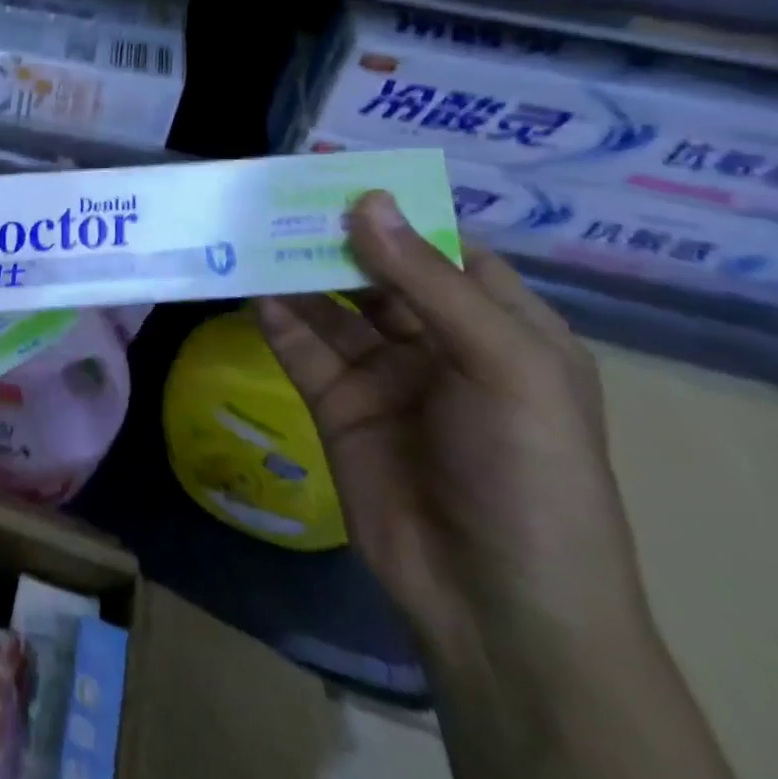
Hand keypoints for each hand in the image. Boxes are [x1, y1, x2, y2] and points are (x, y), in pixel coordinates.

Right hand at [256, 193, 650, 675]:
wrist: (495, 606)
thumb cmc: (530, 475)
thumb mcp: (504, 367)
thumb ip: (426, 281)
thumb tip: (365, 200)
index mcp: (500, 326)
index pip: (440, 247)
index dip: (392, 208)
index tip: (333, 172)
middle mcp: (438, 341)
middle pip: (374, 270)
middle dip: (329, 235)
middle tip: (273, 196)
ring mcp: (384, 373)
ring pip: (329, 304)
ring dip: (292, 270)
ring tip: (247, 230)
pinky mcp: (337, 404)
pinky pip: (301, 346)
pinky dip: (274, 316)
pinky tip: (247, 288)